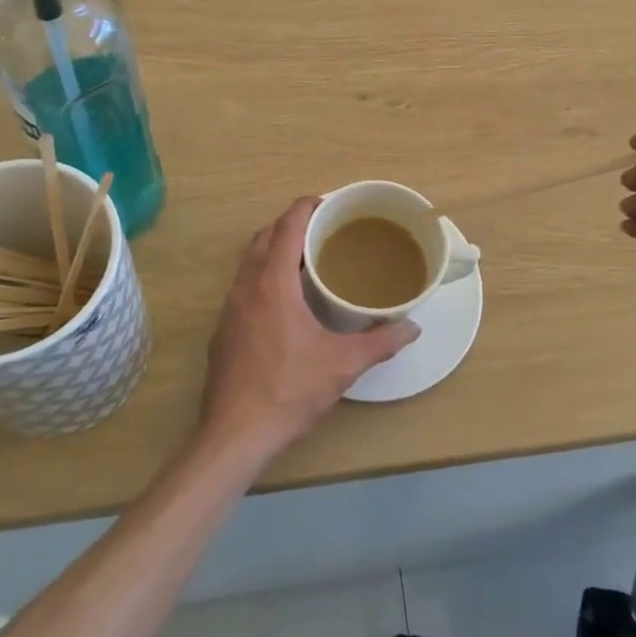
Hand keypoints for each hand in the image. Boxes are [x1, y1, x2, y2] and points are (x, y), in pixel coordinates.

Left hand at [200, 198, 417, 456]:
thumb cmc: (289, 390)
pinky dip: (264, 275)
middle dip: (291, 225)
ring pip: (250, 261)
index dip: (306, 207)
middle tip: (323, 229)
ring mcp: (229, 308)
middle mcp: (246, 287)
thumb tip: (412, 327)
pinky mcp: (224, 329)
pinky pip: (244, 285)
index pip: (286, 226)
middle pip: (265, 237)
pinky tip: (286, 300)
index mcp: (272, 283)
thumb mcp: (342, 364)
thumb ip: (380, 341)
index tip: (328, 203)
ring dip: (275, 249)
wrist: (235, 434)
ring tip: (307, 259)